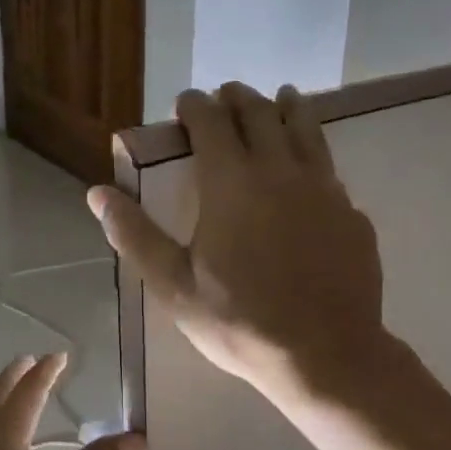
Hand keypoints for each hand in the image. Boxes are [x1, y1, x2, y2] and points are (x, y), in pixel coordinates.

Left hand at [0, 353, 143, 449]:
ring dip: (7, 393)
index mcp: (7, 425)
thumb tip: (138, 437)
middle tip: (35, 361)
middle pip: (3, 389)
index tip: (60, 355)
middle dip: (21, 374)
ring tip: (20, 393)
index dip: (48, 370)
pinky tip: (0, 444)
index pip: (32, 387)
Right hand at [88, 82, 385, 396]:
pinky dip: (314, 153)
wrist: (325, 354)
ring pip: (305, 129)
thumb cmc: (240, 322)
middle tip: (227, 95)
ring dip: (287, 108)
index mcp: (232, 182)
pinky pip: (330, 169)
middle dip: (239, 98)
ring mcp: (324, 189)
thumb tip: (98, 193)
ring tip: (280, 98)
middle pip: (260, 114)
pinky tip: (312, 168)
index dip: (195, 105)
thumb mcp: (174, 286)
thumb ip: (135, 234)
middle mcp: (280, 171)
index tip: (185, 103)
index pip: (211, 121)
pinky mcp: (352, 213)